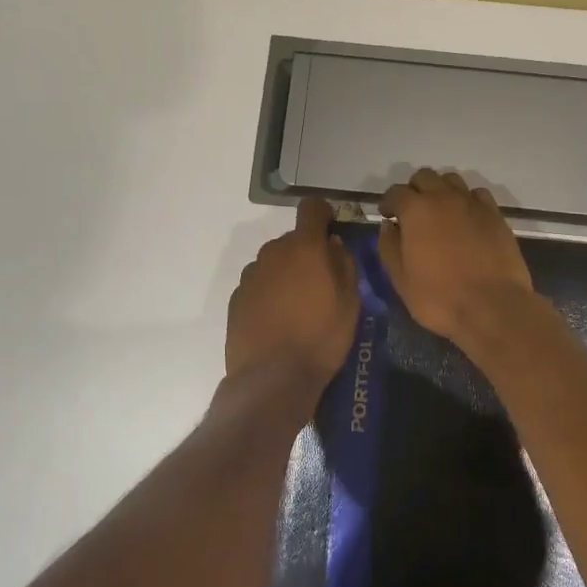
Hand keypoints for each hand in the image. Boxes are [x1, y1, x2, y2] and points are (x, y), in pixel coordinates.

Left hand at [225, 196, 359, 391]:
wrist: (272, 379)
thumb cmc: (320, 338)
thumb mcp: (350, 302)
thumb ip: (344, 264)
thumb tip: (333, 245)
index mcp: (303, 247)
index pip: (311, 208)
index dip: (324, 215)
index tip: (332, 231)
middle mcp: (272, 253)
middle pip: (292, 240)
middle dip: (307, 253)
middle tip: (321, 282)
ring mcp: (250, 275)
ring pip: (274, 263)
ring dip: (286, 273)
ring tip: (298, 306)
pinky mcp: (236, 298)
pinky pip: (259, 284)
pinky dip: (269, 293)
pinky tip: (278, 320)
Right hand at [377, 168, 535, 344]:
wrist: (493, 306)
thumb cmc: (440, 297)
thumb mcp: (402, 280)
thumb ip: (389, 248)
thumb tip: (388, 227)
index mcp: (416, 210)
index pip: (396, 192)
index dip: (388, 202)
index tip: (387, 215)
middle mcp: (444, 197)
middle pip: (424, 177)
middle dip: (414, 190)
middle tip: (412, 213)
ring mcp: (473, 204)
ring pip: (452, 180)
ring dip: (441, 190)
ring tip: (440, 213)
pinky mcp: (495, 215)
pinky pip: (477, 194)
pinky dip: (467, 200)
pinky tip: (466, 218)